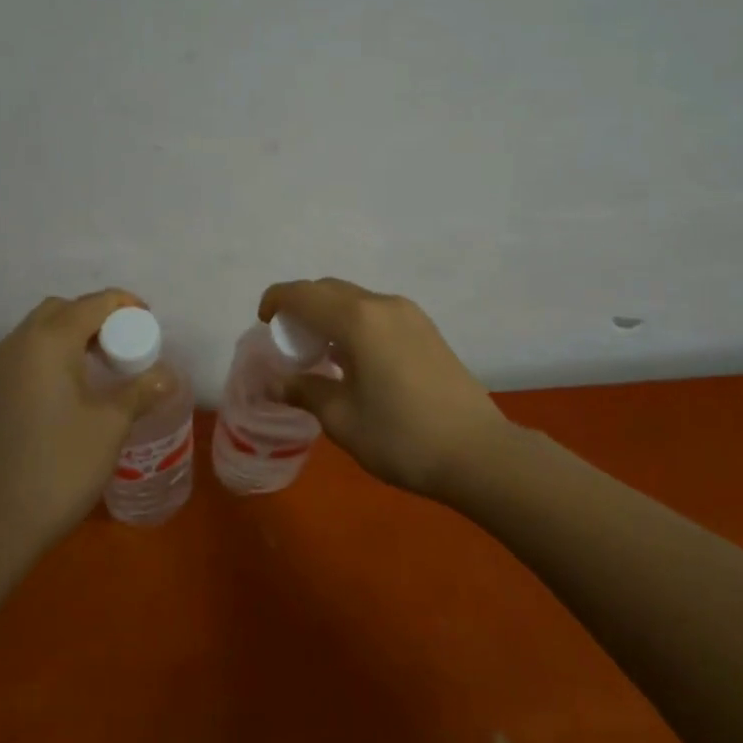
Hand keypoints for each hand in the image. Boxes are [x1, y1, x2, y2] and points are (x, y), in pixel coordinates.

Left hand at [0, 290, 174, 554]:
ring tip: (106, 364)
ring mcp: (1, 367)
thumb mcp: (111, 424)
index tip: (151, 324)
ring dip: (75, 333)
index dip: (125, 305)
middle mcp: (20, 343)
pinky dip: (56, 351)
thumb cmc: (61, 466)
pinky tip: (77, 384)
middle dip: (98, 316)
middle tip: (127, 344)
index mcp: (49, 342)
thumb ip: (140, 390)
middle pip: (64, 309)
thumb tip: (167, 375)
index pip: (93, 304)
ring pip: (42, 329)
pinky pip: (30, 351)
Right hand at [258, 278, 510, 496]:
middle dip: (302, 306)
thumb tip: (276, 383)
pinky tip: (354, 358)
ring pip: (356, 299)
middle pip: (330, 290)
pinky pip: (378, 312)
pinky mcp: (427, 329)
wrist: (479, 452)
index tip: (264, 322)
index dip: (277, 300)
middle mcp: (383, 305)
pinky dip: (354, 322)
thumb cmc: (402, 437)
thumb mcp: (343, 419)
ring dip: (330, 314)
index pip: (303, 294)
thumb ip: (305, 391)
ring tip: (319, 351)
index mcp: (358, 320)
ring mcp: (410, 315)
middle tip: (288, 341)